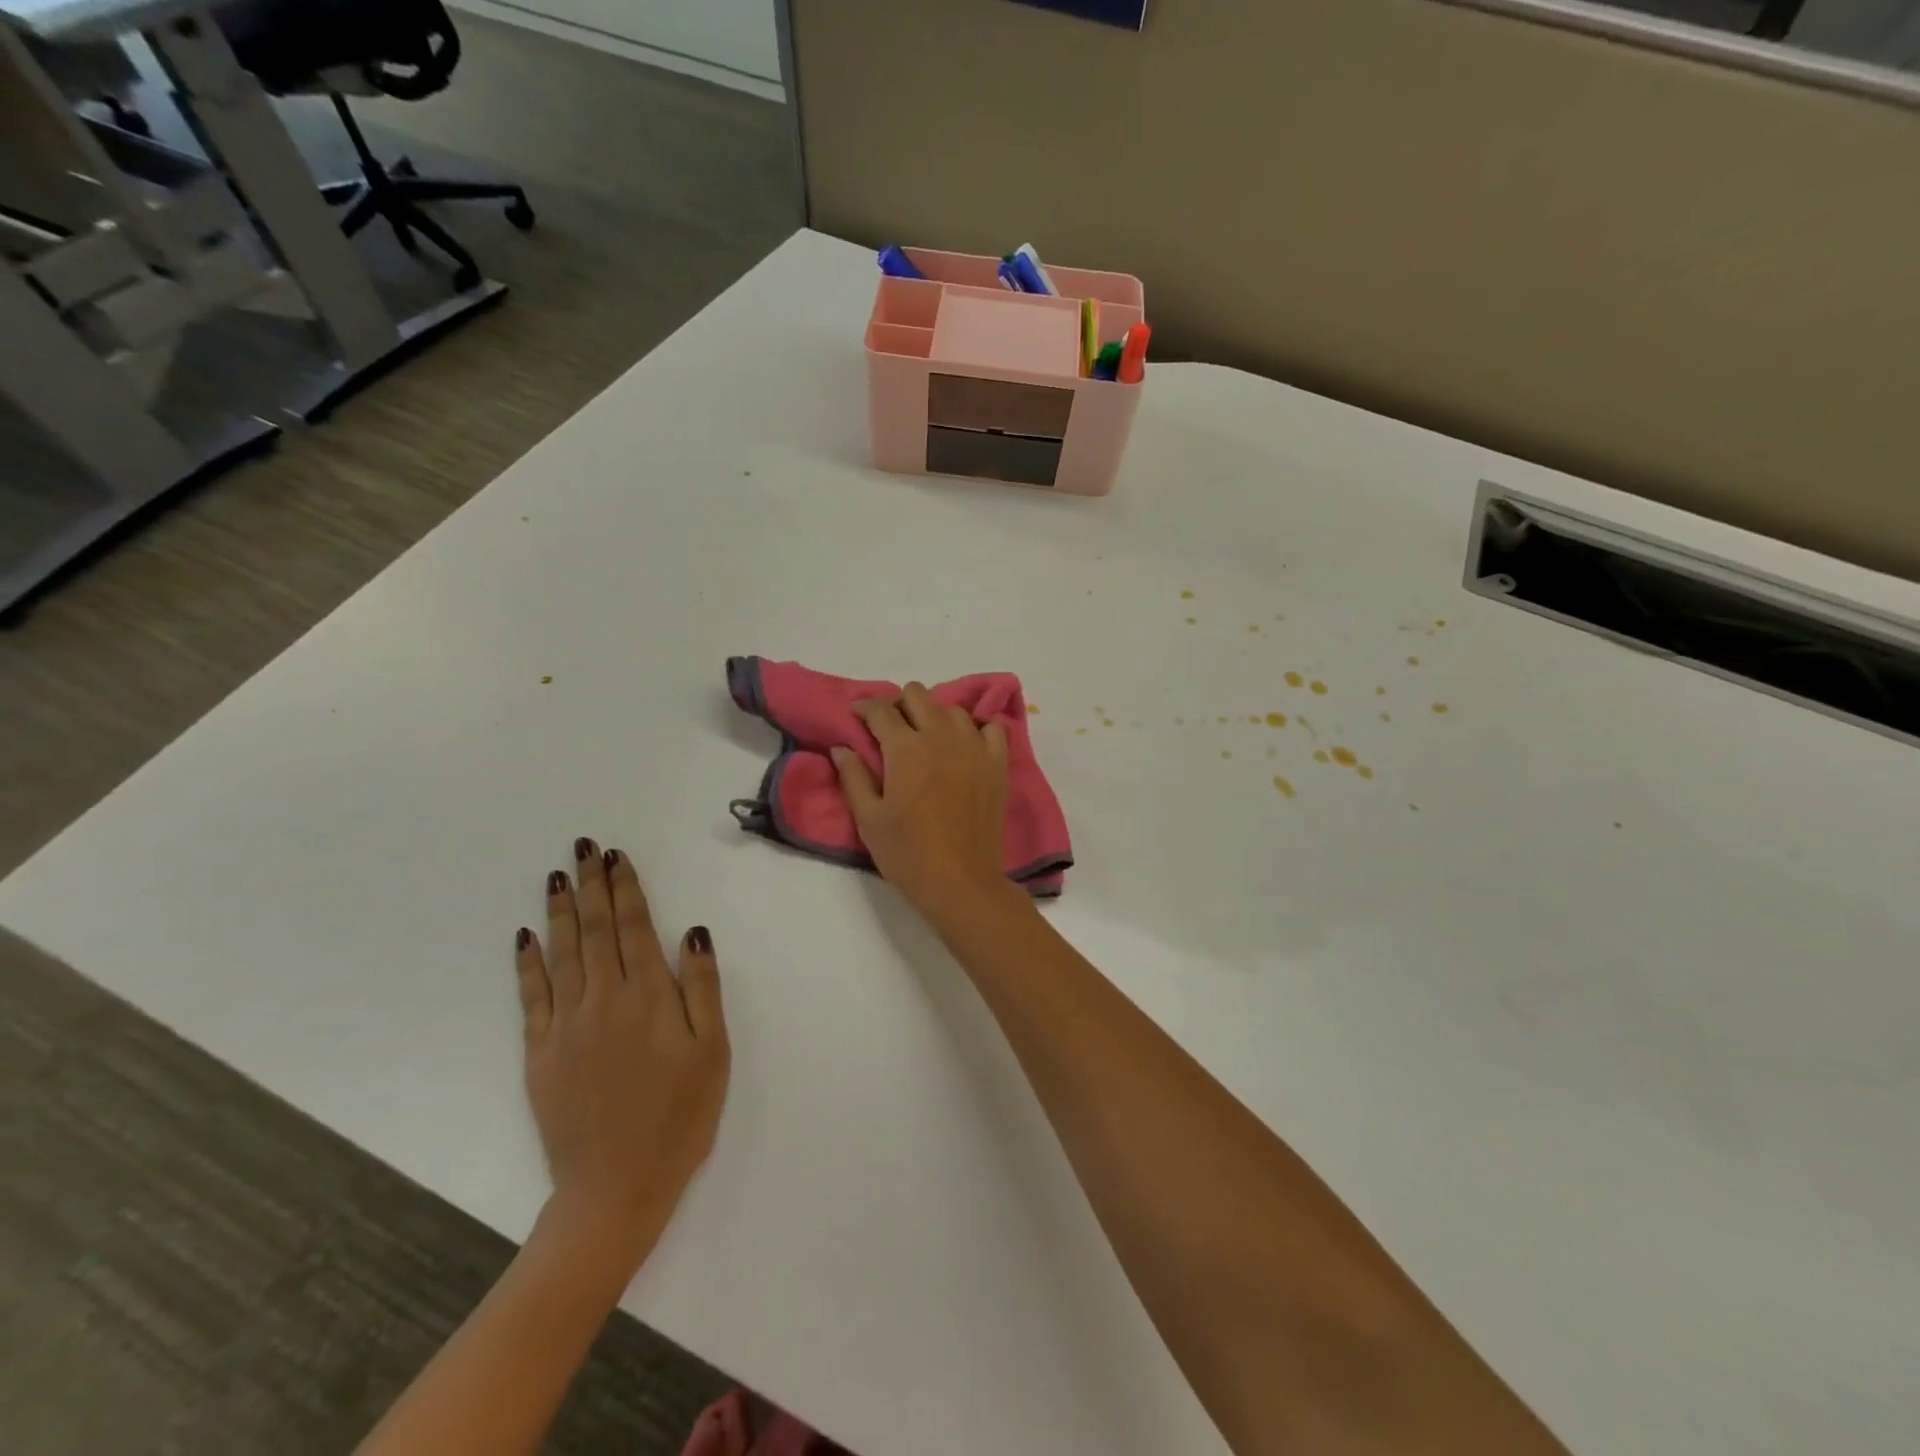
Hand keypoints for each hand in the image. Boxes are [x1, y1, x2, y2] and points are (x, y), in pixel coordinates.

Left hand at [514, 839, 729, 1274]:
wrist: (616, 1187)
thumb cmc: (680, 1116)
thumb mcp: (712, 1051)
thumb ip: (702, 988)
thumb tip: (692, 932)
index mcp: (648, 996)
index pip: (634, 927)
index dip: (626, 888)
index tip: (617, 856)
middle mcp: (603, 999)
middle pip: (596, 930)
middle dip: (592, 885)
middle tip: (584, 848)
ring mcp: (566, 1025)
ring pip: (562, 953)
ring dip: (561, 911)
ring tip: (558, 876)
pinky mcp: (540, 1052)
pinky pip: (532, 995)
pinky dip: (528, 962)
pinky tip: (527, 936)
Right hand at [832, 682, 1011, 918]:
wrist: (961, 882)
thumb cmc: (907, 854)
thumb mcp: (868, 819)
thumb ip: (853, 777)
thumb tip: (841, 748)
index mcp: (905, 748)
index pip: (880, 710)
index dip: (863, 707)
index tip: (856, 714)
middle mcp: (940, 736)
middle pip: (917, 695)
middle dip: (899, 704)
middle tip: (890, 728)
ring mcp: (974, 747)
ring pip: (952, 709)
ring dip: (935, 715)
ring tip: (927, 738)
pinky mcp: (997, 763)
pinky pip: (991, 727)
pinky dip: (976, 729)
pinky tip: (965, 746)